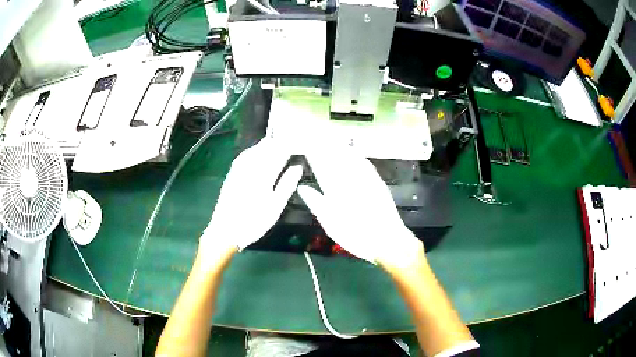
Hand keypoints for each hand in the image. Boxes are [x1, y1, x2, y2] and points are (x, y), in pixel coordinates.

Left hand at [200, 138, 301, 254]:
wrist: (224, 230)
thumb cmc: (253, 221)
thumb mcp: (275, 207)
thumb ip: (287, 184)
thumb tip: (298, 166)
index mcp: (262, 171)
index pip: (280, 149)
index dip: (293, 143)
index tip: (304, 142)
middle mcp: (249, 163)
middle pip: (268, 144)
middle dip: (282, 141)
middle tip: (297, 144)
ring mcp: (239, 166)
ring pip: (258, 147)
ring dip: (271, 145)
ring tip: (284, 148)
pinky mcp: (233, 171)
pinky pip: (249, 154)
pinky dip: (260, 151)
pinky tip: (265, 156)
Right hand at [297, 148, 421, 266]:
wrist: (388, 240)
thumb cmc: (357, 235)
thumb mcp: (331, 223)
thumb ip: (316, 203)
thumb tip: (302, 188)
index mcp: (337, 189)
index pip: (322, 166)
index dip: (314, 155)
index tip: (306, 145)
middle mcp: (351, 179)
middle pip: (336, 158)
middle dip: (325, 147)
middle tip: (316, 137)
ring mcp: (367, 179)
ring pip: (351, 158)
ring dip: (340, 148)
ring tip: (331, 140)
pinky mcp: (378, 183)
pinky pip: (365, 164)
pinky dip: (356, 156)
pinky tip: (354, 153)